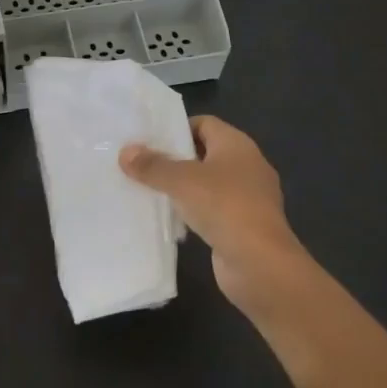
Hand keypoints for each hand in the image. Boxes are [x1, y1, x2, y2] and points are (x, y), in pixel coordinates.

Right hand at [119, 116, 310, 315]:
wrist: (260, 264)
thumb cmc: (223, 207)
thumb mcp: (181, 181)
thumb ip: (152, 165)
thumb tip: (126, 152)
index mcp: (237, 144)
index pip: (204, 123)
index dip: (177, 128)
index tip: (149, 140)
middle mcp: (247, 165)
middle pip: (205, 153)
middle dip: (175, 158)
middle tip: (143, 164)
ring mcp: (249, 197)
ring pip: (209, 183)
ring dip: (183, 187)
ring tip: (150, 190)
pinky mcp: (245, 225)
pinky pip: (214, 209)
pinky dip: (194, 211)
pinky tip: (172, 219)